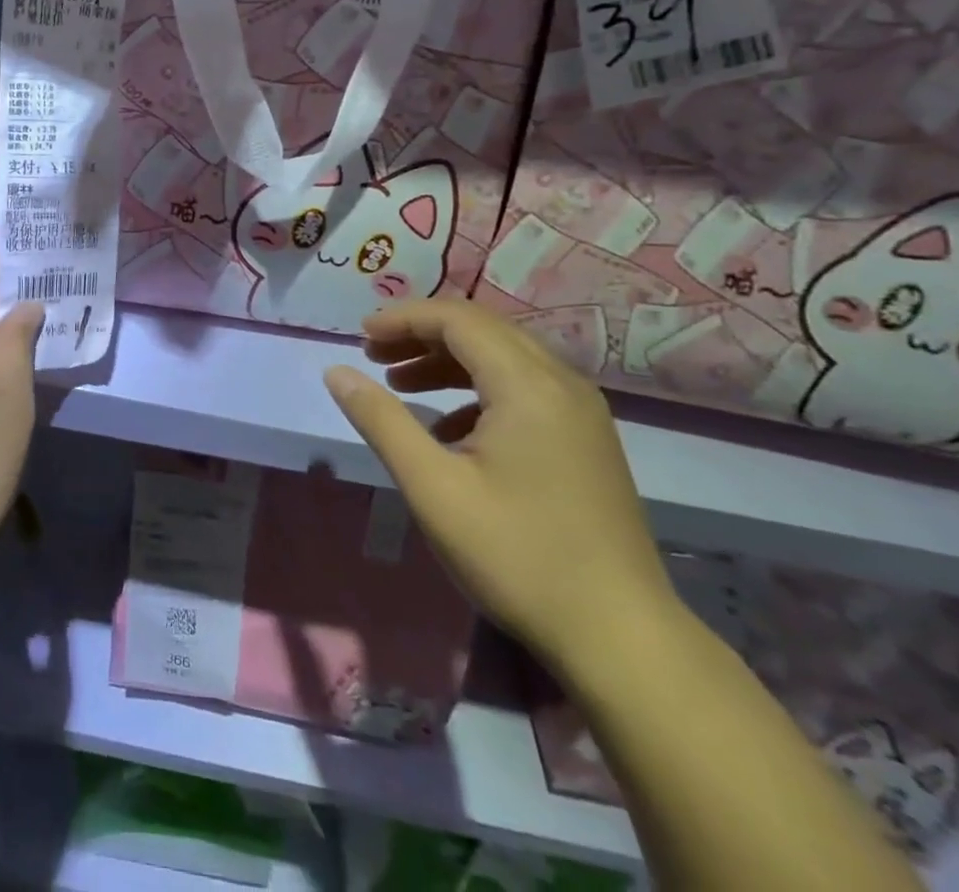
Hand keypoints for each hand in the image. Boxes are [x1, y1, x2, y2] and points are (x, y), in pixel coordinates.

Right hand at [323, 298, 676, 675]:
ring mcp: (581, 413)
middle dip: (421, 334)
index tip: (359, 337)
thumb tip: (336, 372)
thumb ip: (381, 420)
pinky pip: (523, 388)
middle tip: (373, 355)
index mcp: (528, 385)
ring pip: (503, 358)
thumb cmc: (518, 556)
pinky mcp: (586, 441)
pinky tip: (448, 428)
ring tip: (398, 384)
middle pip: (482, 330)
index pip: (457, 319)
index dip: (403, 319)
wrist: (621, 639)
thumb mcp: (433, 487)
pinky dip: (476, 389)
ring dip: (447, 360)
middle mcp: (561, 383)